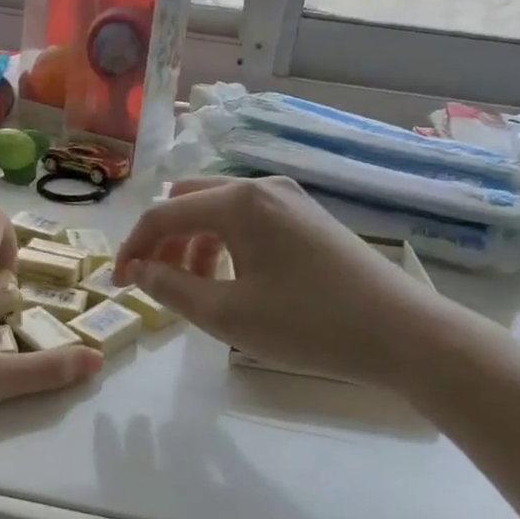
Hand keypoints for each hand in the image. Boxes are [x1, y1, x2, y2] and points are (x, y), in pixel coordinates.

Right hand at [115, 176, 443, 386]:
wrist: (402, 333)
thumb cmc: (308, 324)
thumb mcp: (227, 314)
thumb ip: (171, 288)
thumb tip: (137, 269)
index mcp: (238, 201)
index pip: (163, 214)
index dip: (132, 248)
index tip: (117, 285)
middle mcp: (261, 186)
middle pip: (189, 201)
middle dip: (163, 240)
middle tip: (155, 283)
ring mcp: (289, 198)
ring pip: (219, 210)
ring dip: (193, 243)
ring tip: (193, 288)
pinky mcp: (308, 216)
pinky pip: (248, 219)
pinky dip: (224, 243)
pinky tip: (232, 280)